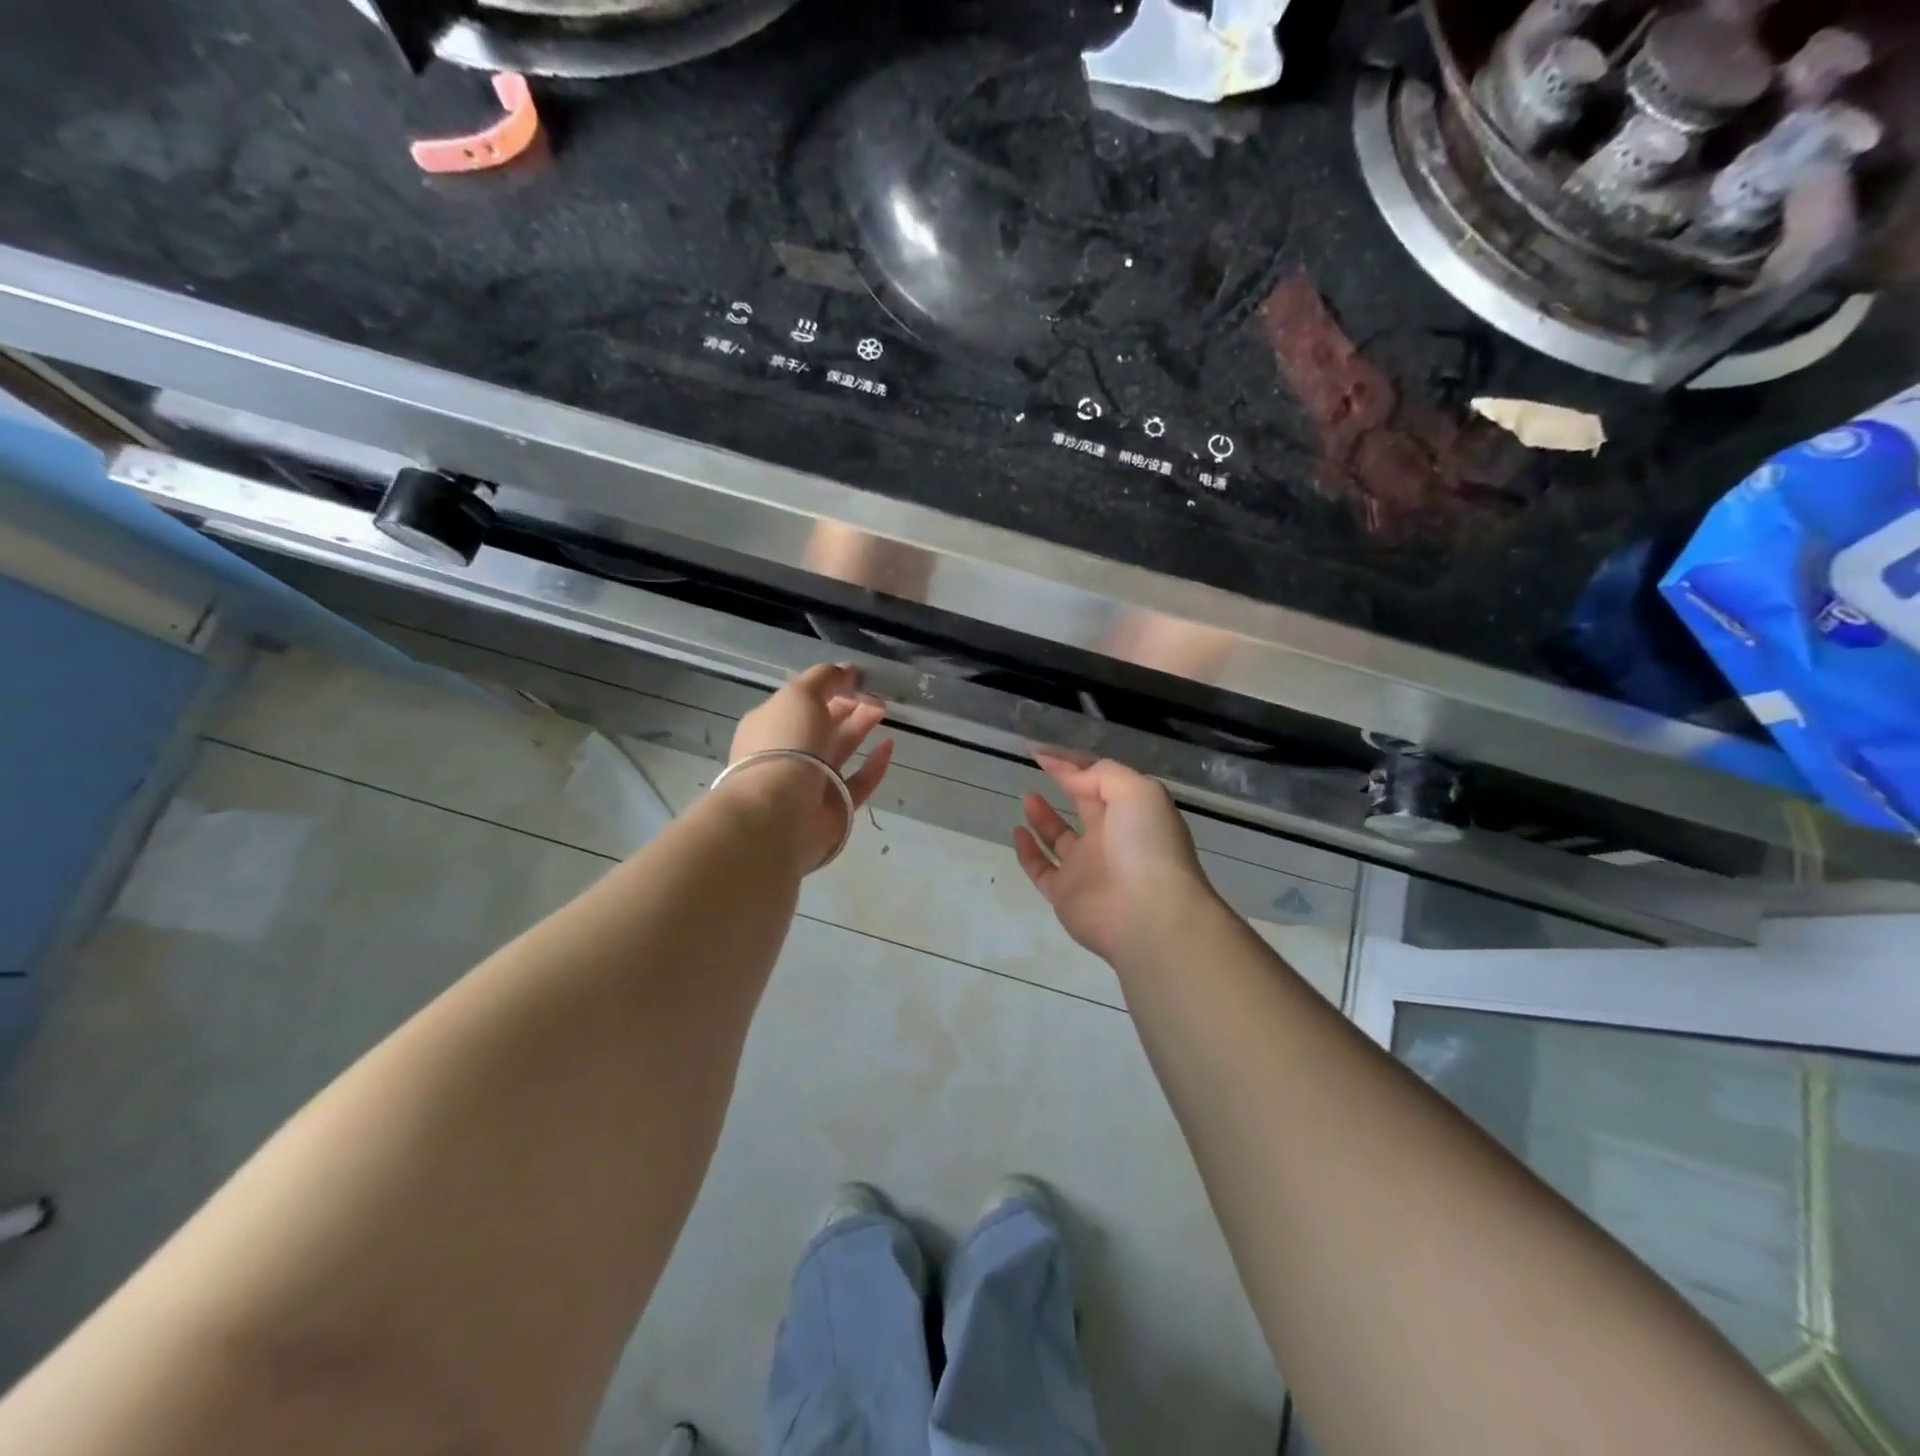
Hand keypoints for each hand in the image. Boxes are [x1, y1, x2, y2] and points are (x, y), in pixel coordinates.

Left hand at [724, 665, 893, 868]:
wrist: (780, 811)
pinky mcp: (835, 806)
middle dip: (849, 706)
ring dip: (861, 728)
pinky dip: (875, 764)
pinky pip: (859, 781)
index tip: (856, 679)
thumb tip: (847, 670)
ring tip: (884, 710)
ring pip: (841, 750)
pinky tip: (890, 745)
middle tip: (876, 695)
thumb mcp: (800, 695)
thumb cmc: (785, 744)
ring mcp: (811, 782)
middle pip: (822, 725)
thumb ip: (825, 678)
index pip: (801, 701)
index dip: (828, 688)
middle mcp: (788, 753)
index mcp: (770, 725)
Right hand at [1013, 753, 1213, 963]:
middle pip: (1084, 805)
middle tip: (1037, 766)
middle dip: (1066, 784)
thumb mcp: (1137, 791)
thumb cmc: (1146, 845)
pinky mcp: (1065, 895)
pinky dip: (1028, 852)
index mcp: (1132, 812)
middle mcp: (1110, 838)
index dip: (1074, 764)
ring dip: (1043, 816)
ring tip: (1026, 795)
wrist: (1149, 914)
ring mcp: (1087, 868)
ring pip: (1060, 837)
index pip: (1101, 780)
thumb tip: (1071, 775)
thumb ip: (1102, 774)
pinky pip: (1041, 869)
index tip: (1043, 752)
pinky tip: (1017, 832)